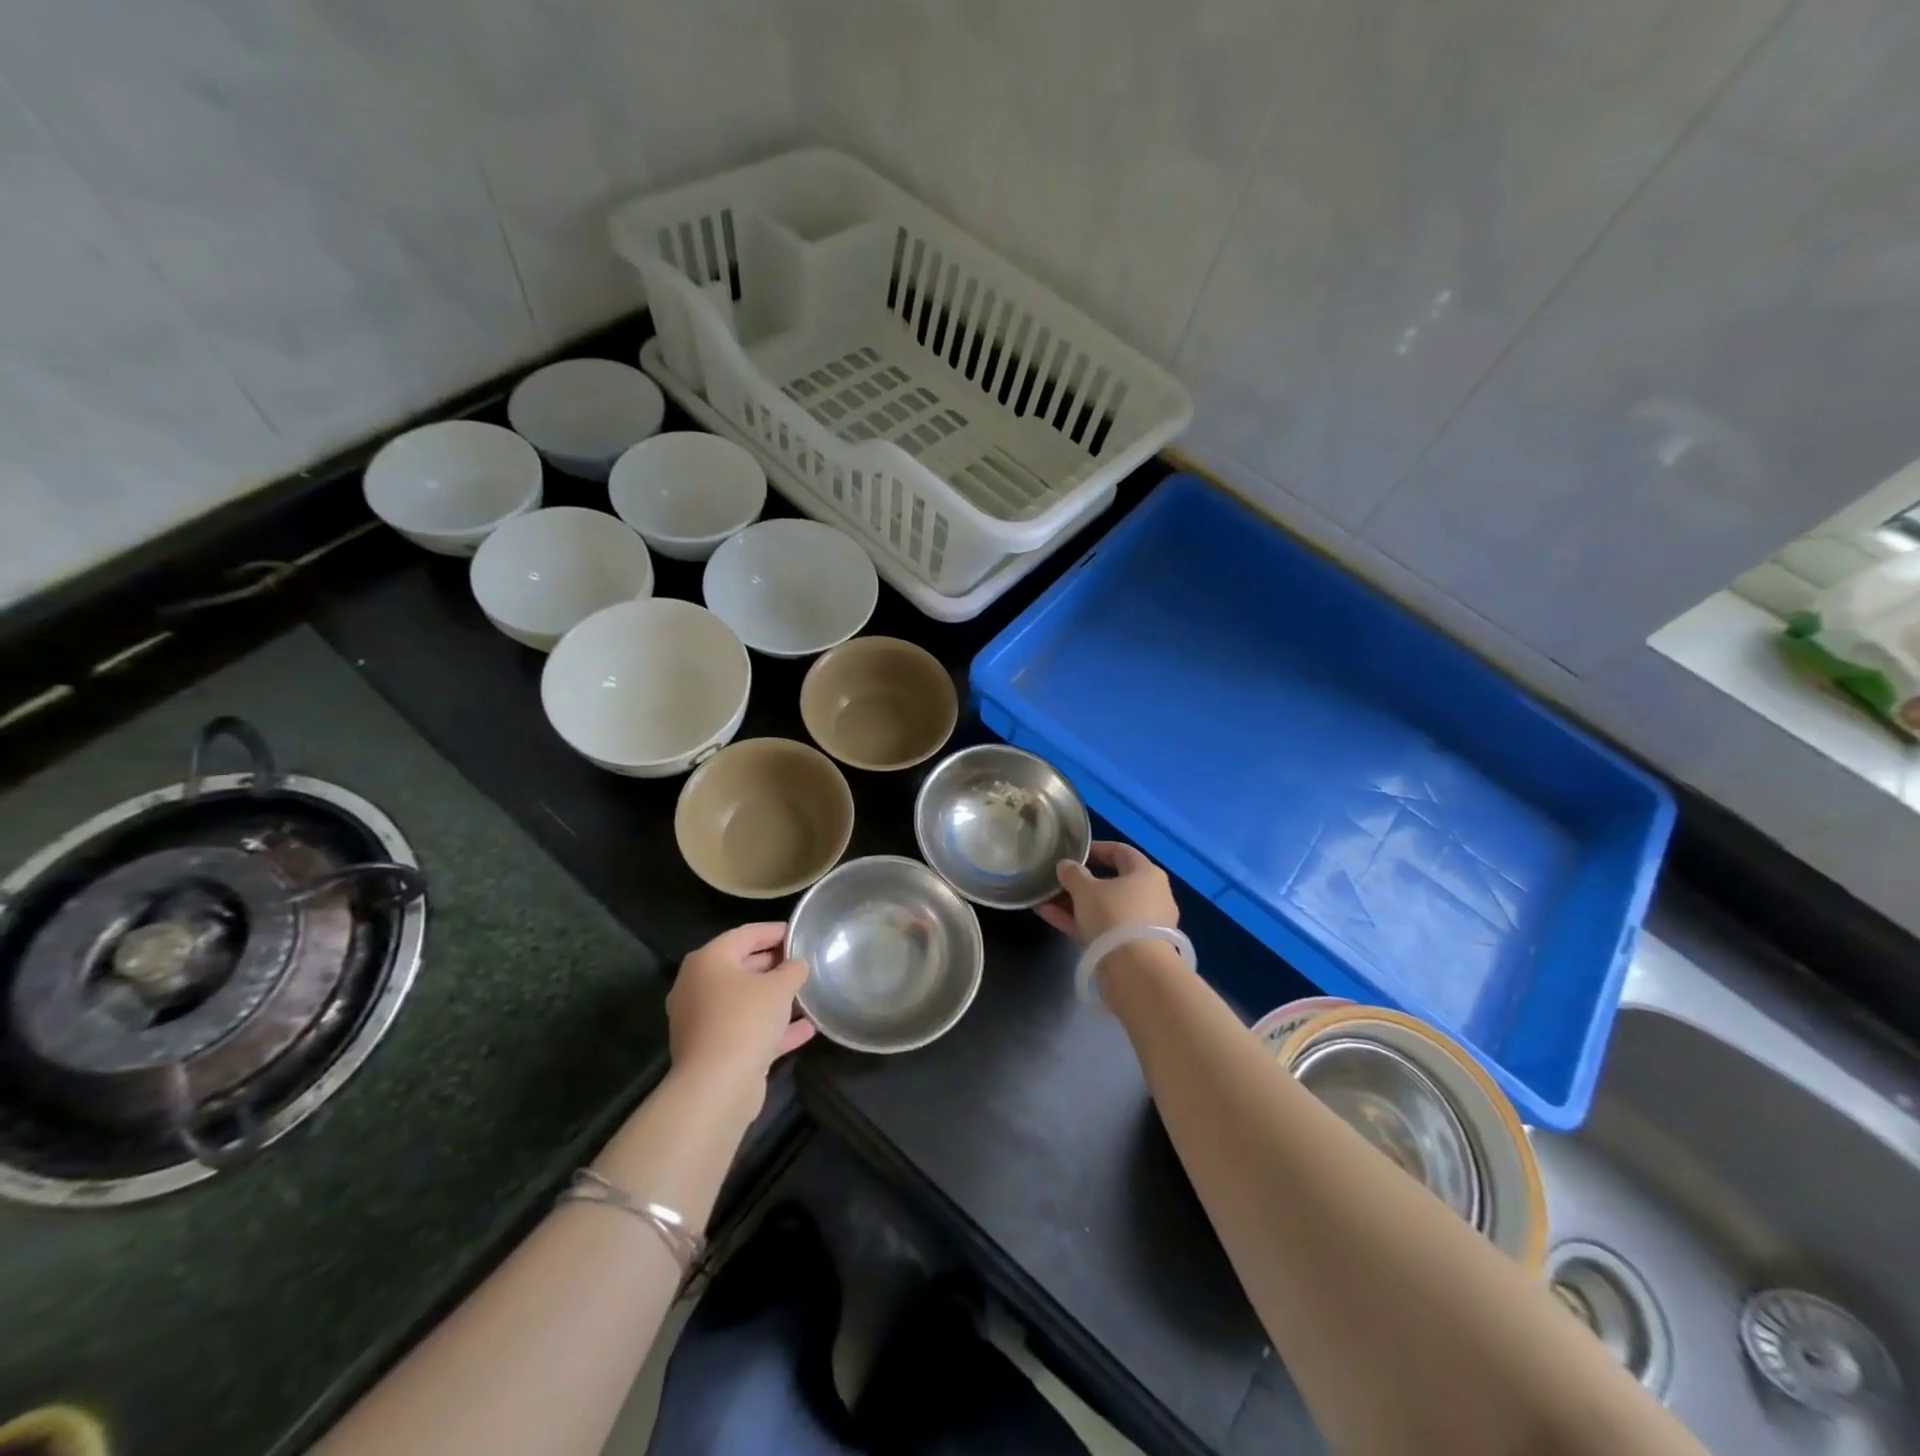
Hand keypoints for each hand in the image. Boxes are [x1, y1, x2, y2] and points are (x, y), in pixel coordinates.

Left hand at [667, 923, 814, 1093]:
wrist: (717, 1086)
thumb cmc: (745, 1020)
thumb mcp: (779, 986)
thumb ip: (793, 969)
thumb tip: (797, 965)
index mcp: (708, 961)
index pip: (745, 934)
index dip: (775, 931)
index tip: (800, 932)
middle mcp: (698, 987)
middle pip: (742, 966)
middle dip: (775, 964)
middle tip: (805, 962)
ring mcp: (703, 1021)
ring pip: (745, 1001)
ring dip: (775, 998)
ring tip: (807, 993)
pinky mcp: (714, 1049)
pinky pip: (747, 1029)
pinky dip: (773, 1027)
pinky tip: (806, 1029)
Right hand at [1036, 841, 1178, 942]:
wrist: (1135, 971)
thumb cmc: (1113, 916)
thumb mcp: (1086, 890)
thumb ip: (1073, 873)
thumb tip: (1065, 865)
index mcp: (1147, 873)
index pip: (1120, 851)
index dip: (1095, 849)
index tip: (1072, 853)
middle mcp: (1152, 896)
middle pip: (1112, 882)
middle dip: (1081, 881)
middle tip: (1057, 880)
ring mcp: (1144, 924)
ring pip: (1106, 907)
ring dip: (1076, 903)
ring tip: (1045, 899)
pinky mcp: (1134, 948)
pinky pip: (1104, 928)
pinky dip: (1081, 922)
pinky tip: (1051, 917)